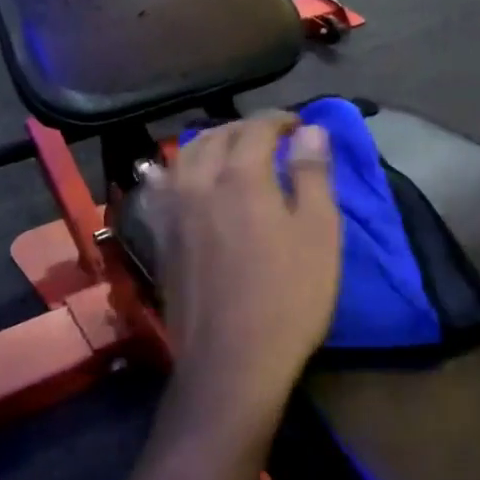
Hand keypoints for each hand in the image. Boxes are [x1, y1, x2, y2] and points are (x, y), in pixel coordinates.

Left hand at [142, 113, 341, 440]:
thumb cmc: (288, 295)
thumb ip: (313, 173)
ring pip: (184, 156)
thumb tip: (310, 130)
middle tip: (271, 138)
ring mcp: (173, 210)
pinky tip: (183, 176)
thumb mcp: (319, 232)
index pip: (257, 128)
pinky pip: (163, 187)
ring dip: (210, 143)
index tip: (299, 126)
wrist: (231, 360)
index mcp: (240, 175)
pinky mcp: (160, 237)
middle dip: (245, 128)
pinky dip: (178, 171)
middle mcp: (199, 182)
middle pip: (216, 136)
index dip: (280, 120)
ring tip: (231, 151)